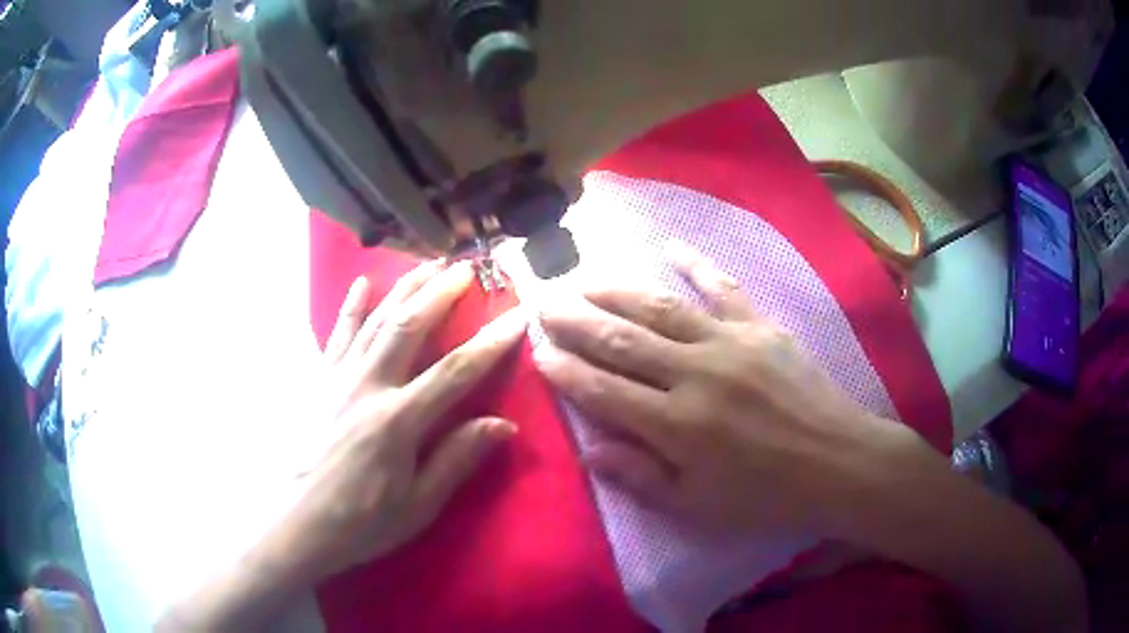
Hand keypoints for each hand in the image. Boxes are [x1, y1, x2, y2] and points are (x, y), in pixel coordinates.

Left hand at [288, 259, 526, 581]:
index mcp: (397, 421)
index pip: (455, 371)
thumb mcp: (417, 506)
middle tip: (465, 268)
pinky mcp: (317, 382)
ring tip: (427, 264)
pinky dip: (351, 307)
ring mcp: (337, 379)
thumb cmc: (360, 522)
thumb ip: (456, 460)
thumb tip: (503, 424)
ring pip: (375, 322)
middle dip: (440, 293)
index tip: (517, 316)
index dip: (491, 343)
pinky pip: (336, 335)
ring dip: (404, 289)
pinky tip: (363, 284)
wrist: (295, 524)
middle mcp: (367, 387)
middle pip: (409, 328)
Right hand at [533, 242, 905, 537]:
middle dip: (576, 320)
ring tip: (583, 278)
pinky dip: (696, 263)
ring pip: (660, 307)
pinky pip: (723, 287)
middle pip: (622, 340)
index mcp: (677, 426)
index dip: (565, 371)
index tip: (537, 351)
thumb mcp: (699, 505)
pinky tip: (670, 245)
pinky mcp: (761, 327)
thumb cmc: (766, 496)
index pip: (603, 390)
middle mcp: (696, 374)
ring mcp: (731, 342)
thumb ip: (642, 477)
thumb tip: (591, 451)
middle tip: (544, 302)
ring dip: (616, 290)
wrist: (837, 464)